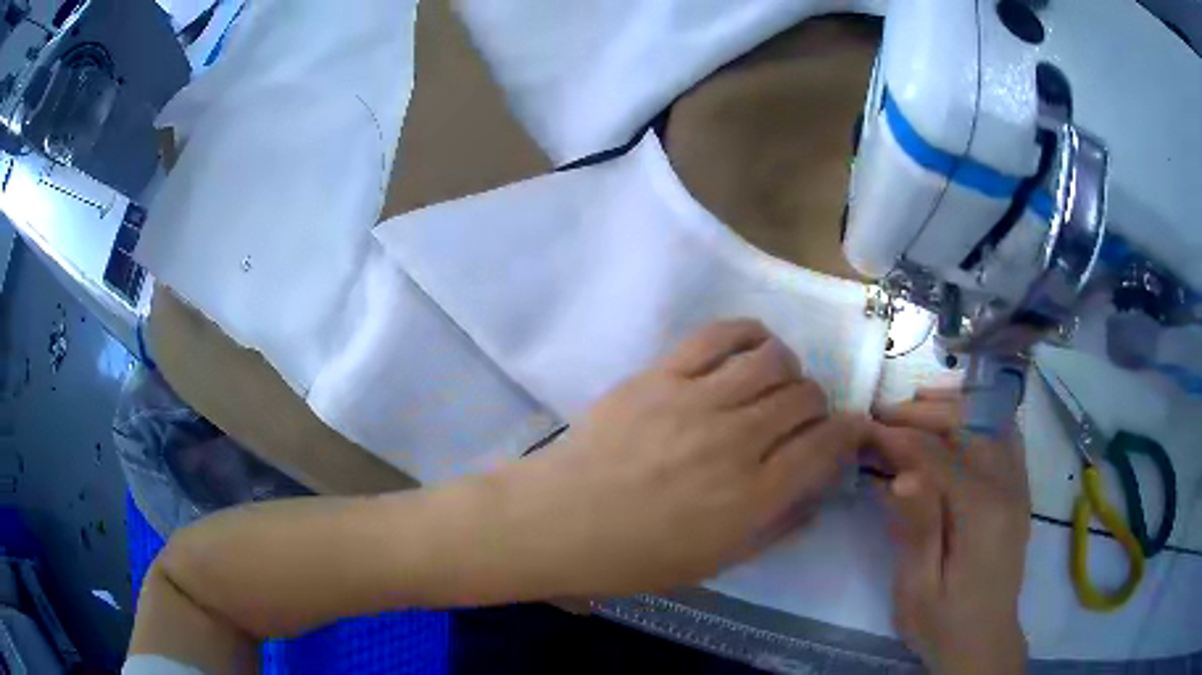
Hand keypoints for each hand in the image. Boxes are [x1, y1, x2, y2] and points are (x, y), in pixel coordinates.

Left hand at [499, 320, 869, 597]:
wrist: (557, 521)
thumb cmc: (633, 557)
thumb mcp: (714, 563)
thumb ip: (774, 529)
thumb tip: (816, 496)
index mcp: (751, 497)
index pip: (825, 446)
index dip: (849, 432)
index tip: (850, 429)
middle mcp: (735, 442)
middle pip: (805, 397)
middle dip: (817, 405)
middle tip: (803, 417)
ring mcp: (696, 401)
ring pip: (772, 360)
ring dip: (788, 369)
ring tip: (776, 384)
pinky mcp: (661, 375)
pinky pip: (718, 336)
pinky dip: (748, 334)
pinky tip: (752, 345)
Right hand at [871, 390, 1030, 674]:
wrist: (984, 642)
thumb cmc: (943, 623)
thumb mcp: (917, 589)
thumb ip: (915, 530)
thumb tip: (901, 475)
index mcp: (981, 514)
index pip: (939, 455)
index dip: (900, 437)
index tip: (865, 428)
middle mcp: (1008, 487)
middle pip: (969, 426)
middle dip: (924, 413)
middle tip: (884, 415)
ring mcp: (1019, 485)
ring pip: (990, 422)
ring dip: (954, 407)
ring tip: (916, 406)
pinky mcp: (1019, 490)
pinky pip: (1006, 435)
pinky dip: (981, 418)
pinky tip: (959, 422)